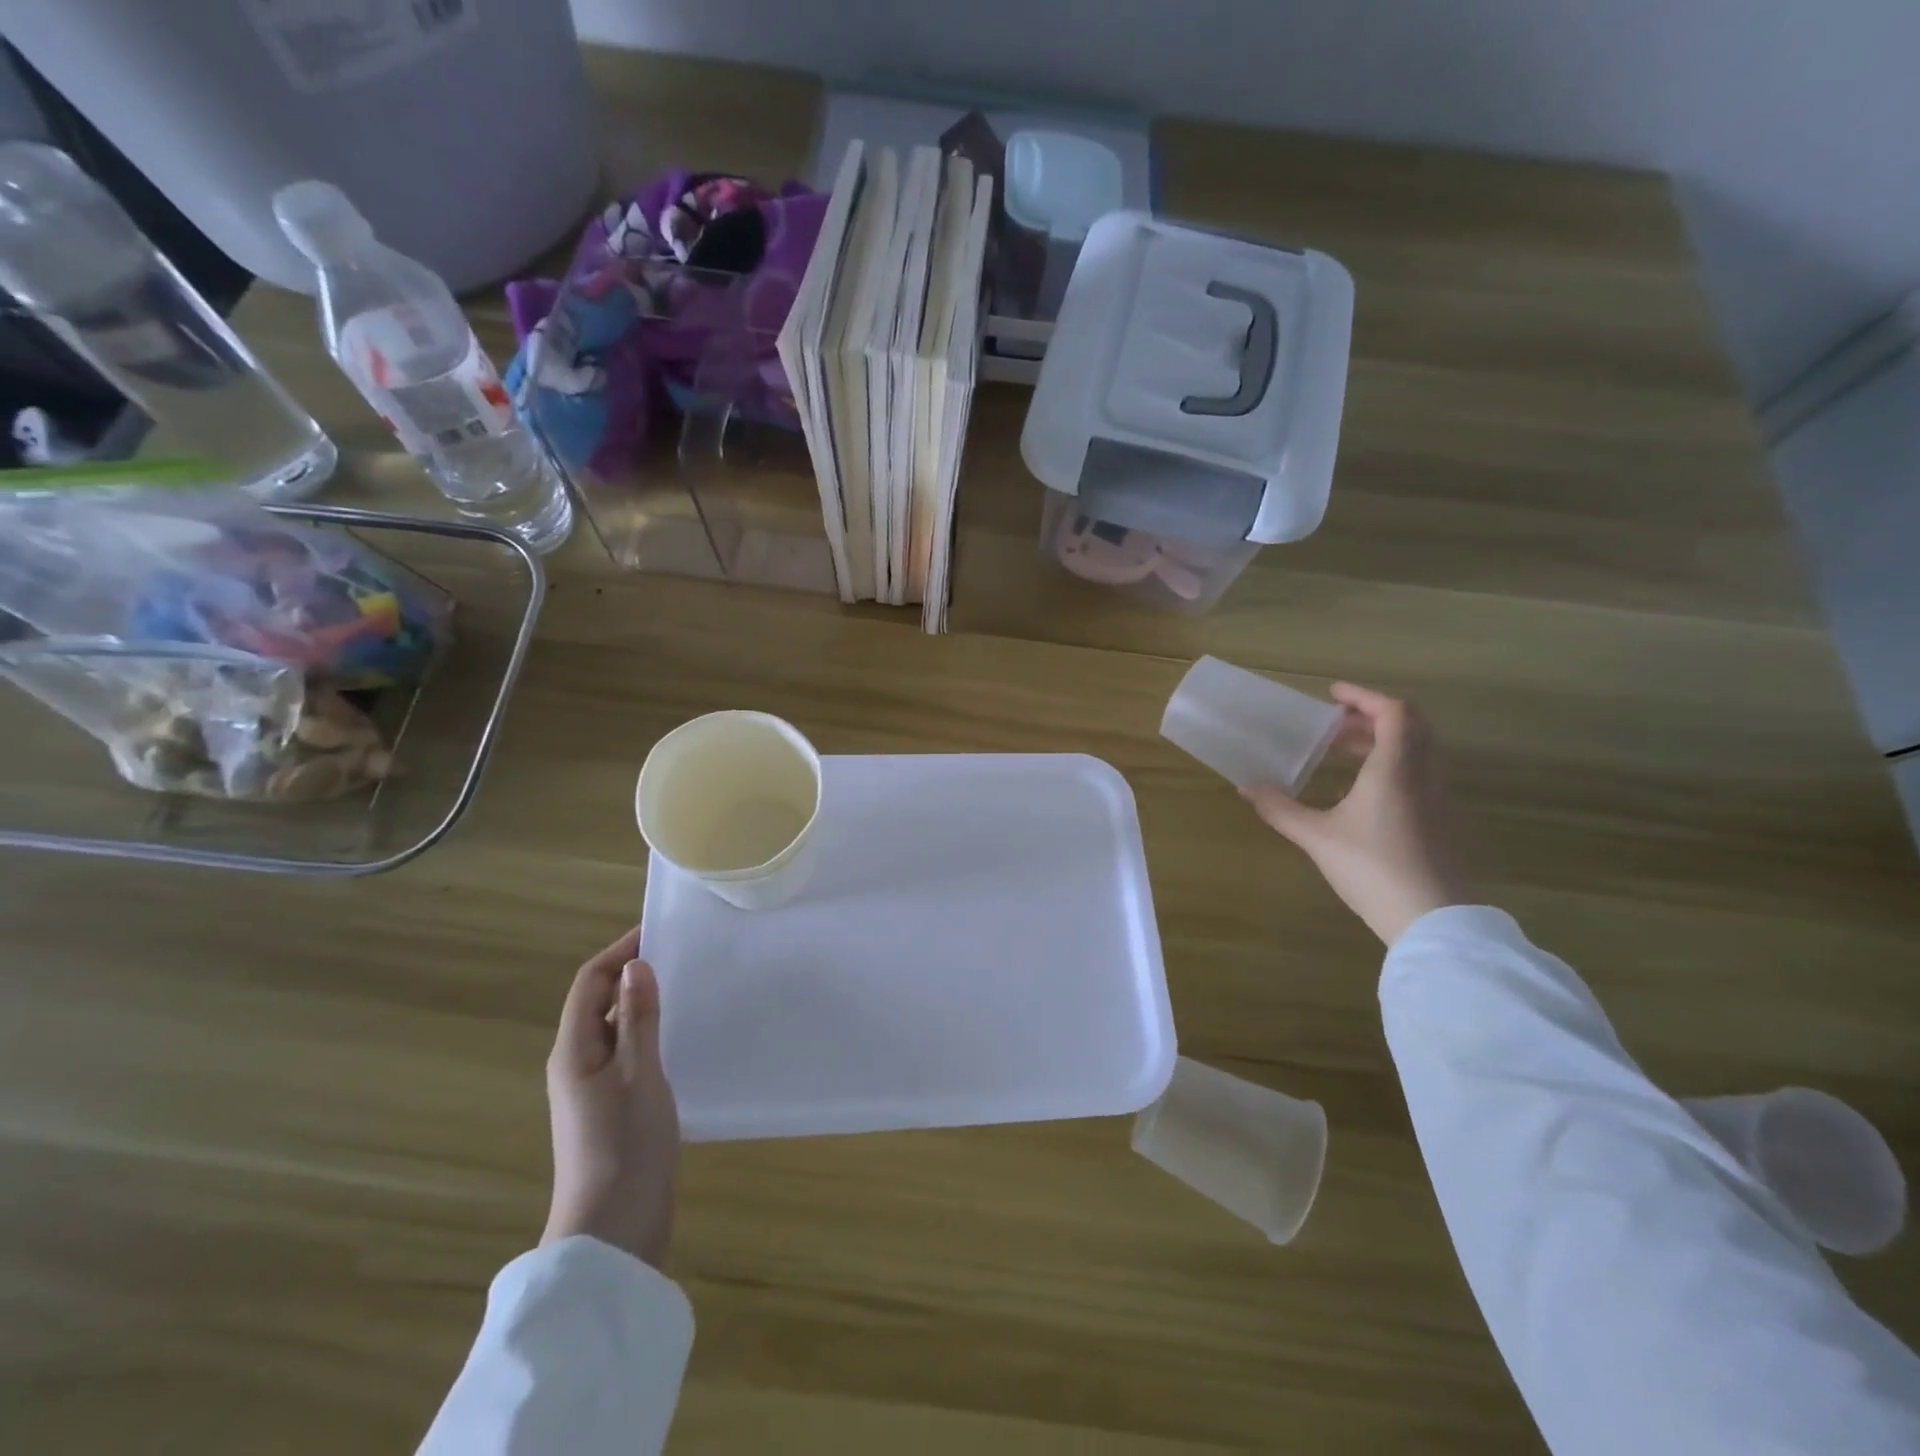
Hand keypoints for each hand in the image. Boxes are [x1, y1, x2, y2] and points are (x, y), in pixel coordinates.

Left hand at [542, 928, 678, 1268]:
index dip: (620, 952)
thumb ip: (639, 1018)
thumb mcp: (640, 1073)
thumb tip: (636, 965)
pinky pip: (628, 1054)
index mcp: (574, 1050)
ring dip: (644, 1004)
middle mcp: (577, 1063)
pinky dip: (650, 1034)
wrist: (614, 1230)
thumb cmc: (625, 1145)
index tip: (658, 931)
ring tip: (688, 986)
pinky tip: (682, 1036)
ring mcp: (594, 1088)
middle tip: (682, 954)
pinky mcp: (613, 1108)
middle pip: (600, 1002)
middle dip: (633, 974)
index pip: (590, 983)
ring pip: (616, 1029)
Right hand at [1241, 683, 1469, 946]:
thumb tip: (1246, 788)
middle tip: (1334, 726)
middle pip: (1410, 728)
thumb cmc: (1373, 868)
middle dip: (1371, 718)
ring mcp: (1440, 800)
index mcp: (1396, 768)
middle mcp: (1424, 775)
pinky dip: (1394, 767)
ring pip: (1418, 752)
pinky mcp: (1444, 823)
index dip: (1363, 697)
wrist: (1433, 920)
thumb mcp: (1318, 838)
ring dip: (1383, 743)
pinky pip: (1420, 776)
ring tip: (1343, 754)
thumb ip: (1281, 809)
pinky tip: (1364, 794)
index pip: (1393, 712)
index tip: (1333, 695)